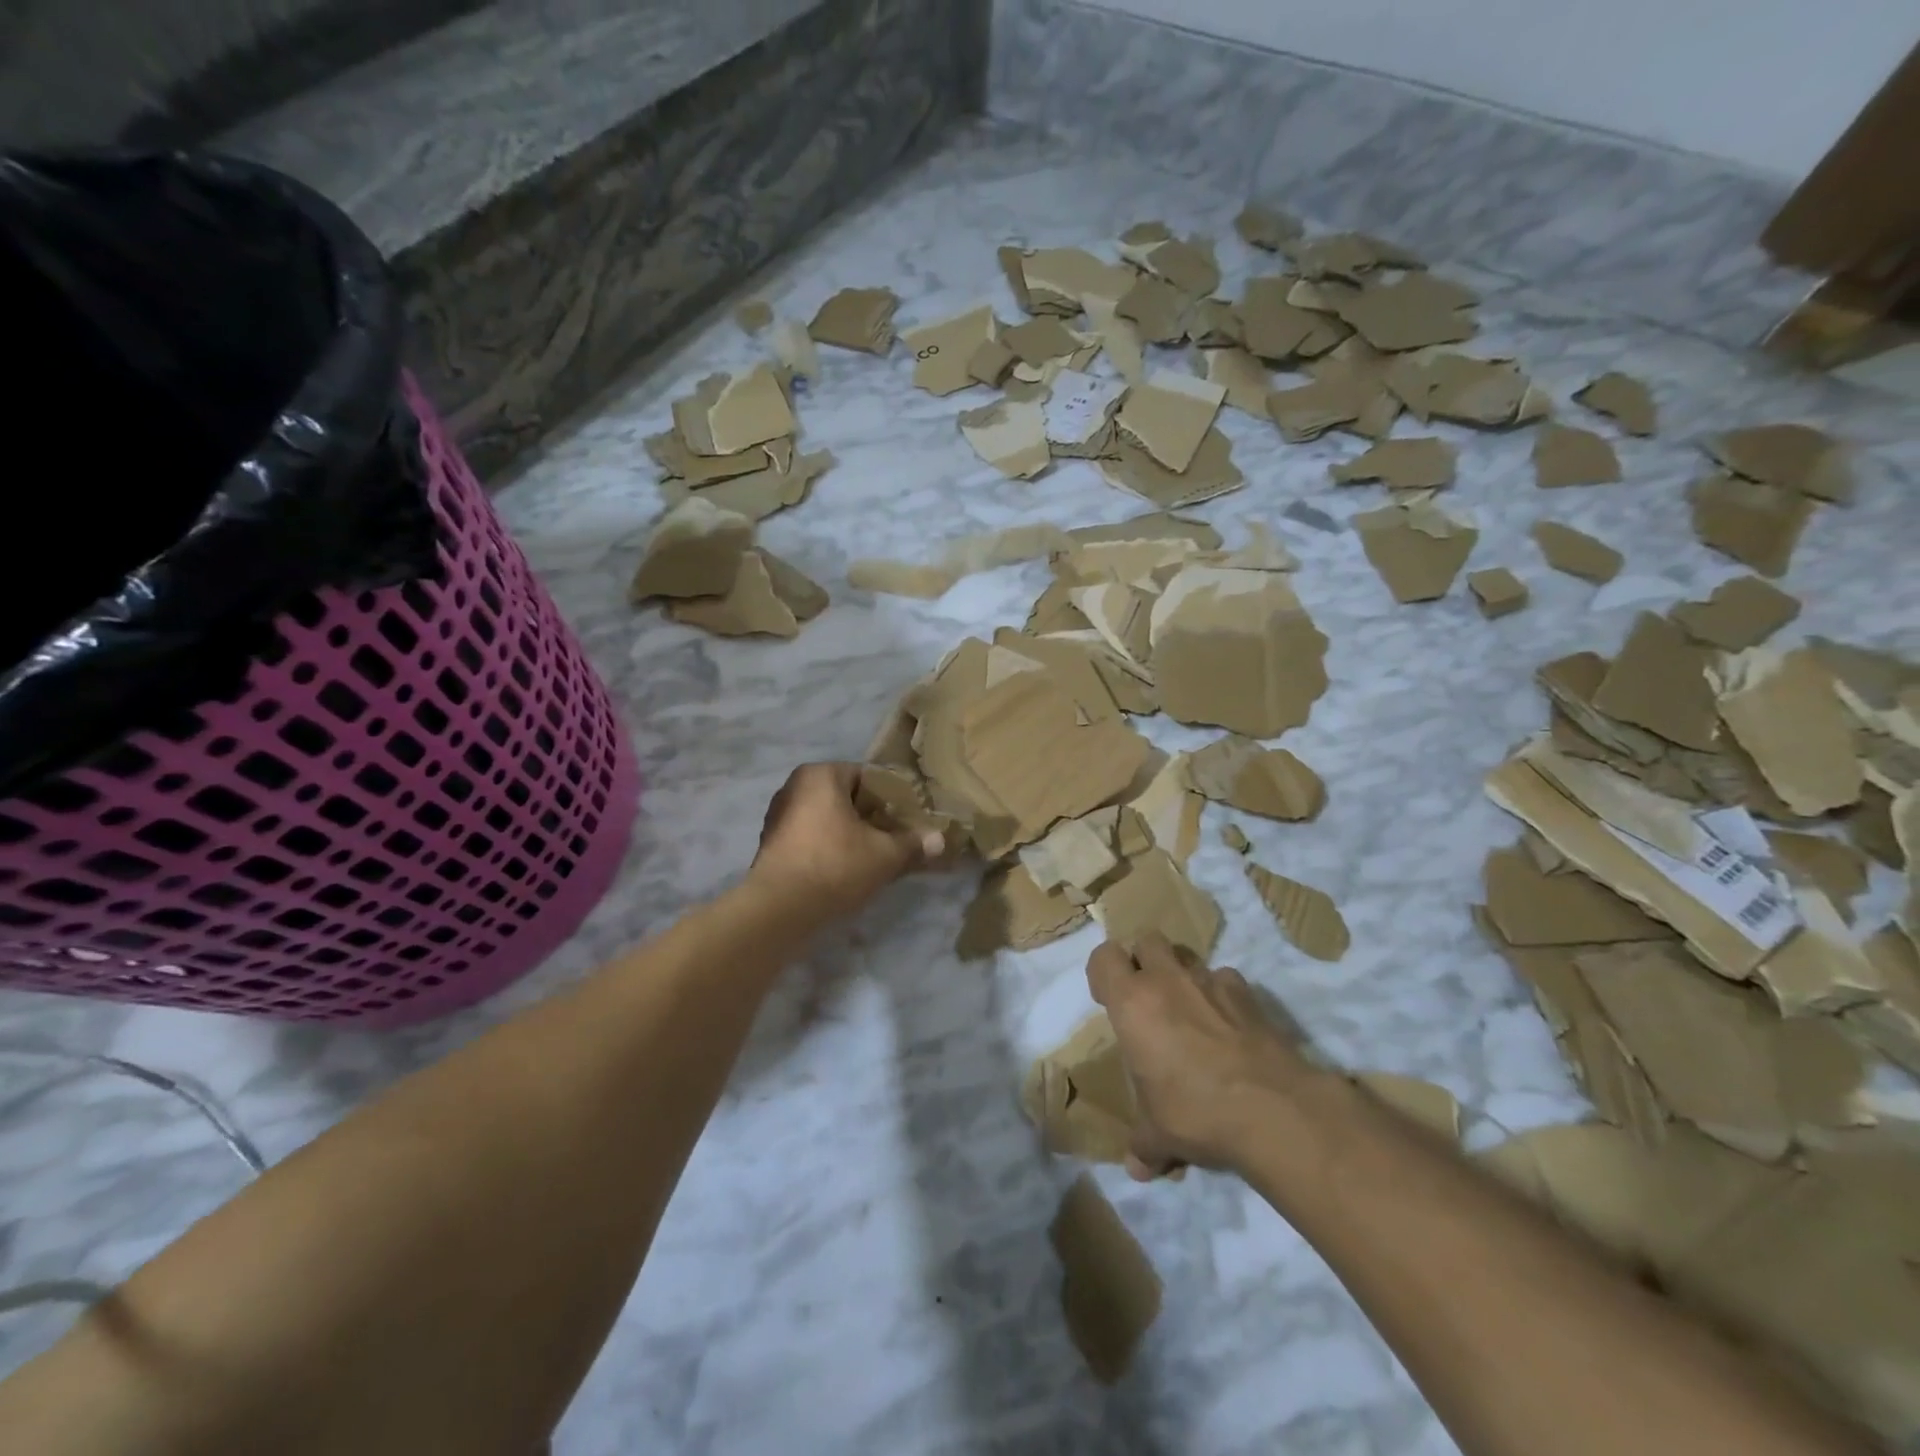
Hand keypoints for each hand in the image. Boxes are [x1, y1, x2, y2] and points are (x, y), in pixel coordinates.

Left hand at [749, 763, 944, 921]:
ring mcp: (778, 816)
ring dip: (851, 835)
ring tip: (875, 857)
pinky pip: (811, 838)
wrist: (779, 910)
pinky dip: (830, 848)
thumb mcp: (885, 855)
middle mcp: (794, 787)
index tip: (909, 820)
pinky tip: (847, 870)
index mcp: (820, 774)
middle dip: (872, 818)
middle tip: (896, 840)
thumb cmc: (835, 865)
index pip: (867, 777)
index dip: (892, 799)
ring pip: (828, 820)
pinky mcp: (771, 845)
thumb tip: (940, 841)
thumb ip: (913, 844)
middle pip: (846, 798)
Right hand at [1087, 934, 1322, 1178]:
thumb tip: (1137, 1168)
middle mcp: (1167, 980)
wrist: (1272, 1109)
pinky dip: (1222, 994)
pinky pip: (1226, 979)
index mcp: (1131, 1002)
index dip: (1103, 973)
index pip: (1104, 957)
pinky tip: (1228, 1025)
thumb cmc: (1195, 1112)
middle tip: (1148, 996)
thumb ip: (1143, 1144)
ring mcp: (1210, 981)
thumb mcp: (1158, 1134)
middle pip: (1147, 940)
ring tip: (1189, 1009)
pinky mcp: (1248, 994)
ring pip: (1187, 955)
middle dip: (1144, 960)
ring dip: (1182, 974)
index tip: (1108, 998)